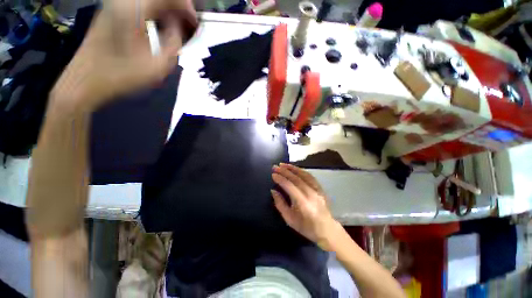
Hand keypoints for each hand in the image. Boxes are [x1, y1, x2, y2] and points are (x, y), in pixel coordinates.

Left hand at [51, 0, 197, 110]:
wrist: (88, 78)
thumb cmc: (124, 74)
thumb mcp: (159, 64)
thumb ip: (174, 41)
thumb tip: (177, 26)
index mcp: (136, 8)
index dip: (187, 8)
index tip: (195, 24)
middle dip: (177, 7)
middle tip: (187, 25)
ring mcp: (115, 3)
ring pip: (150, 0)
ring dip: (166, 10)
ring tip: (176, 27)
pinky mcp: (111, 10)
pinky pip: (139, 4)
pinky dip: (154, 12)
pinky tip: (159, 26)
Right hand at [271, 163, 341, 249]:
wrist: (327, 229)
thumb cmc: (306, 227)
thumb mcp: (289, 219)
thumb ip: (280, 204)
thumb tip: (273, 191)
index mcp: (303, 203)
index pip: (290, 187)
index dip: (281, 179)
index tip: (273, 174)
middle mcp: (311, 194)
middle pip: (296, 178)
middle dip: (284, 171)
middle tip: (275, 166)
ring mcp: (317, 190)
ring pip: (304, 175)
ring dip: (292, 168)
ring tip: (283, 164)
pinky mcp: (320, 188)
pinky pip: (310, 176)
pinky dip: (301, 170)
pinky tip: (294, 168)